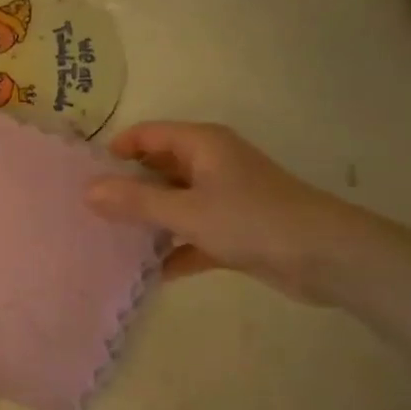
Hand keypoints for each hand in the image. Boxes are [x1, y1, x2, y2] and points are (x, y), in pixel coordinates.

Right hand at [85, 121, 381, 302]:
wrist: (326, 258)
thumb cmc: (252, 221)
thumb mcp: (187, 211)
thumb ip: (136, 202)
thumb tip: (87, 190)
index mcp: (202, 145)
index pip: (147, 135)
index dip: (115, 151)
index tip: (83, 177)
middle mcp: (212, 165)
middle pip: (159, 169)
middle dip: (127, 189)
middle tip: (87, 213)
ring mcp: (225, 199)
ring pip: (175, 204)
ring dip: (149, 222)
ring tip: (108, 242)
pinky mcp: (235, 232)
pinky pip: (194, 236)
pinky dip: (175, 251)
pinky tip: (149, 274)